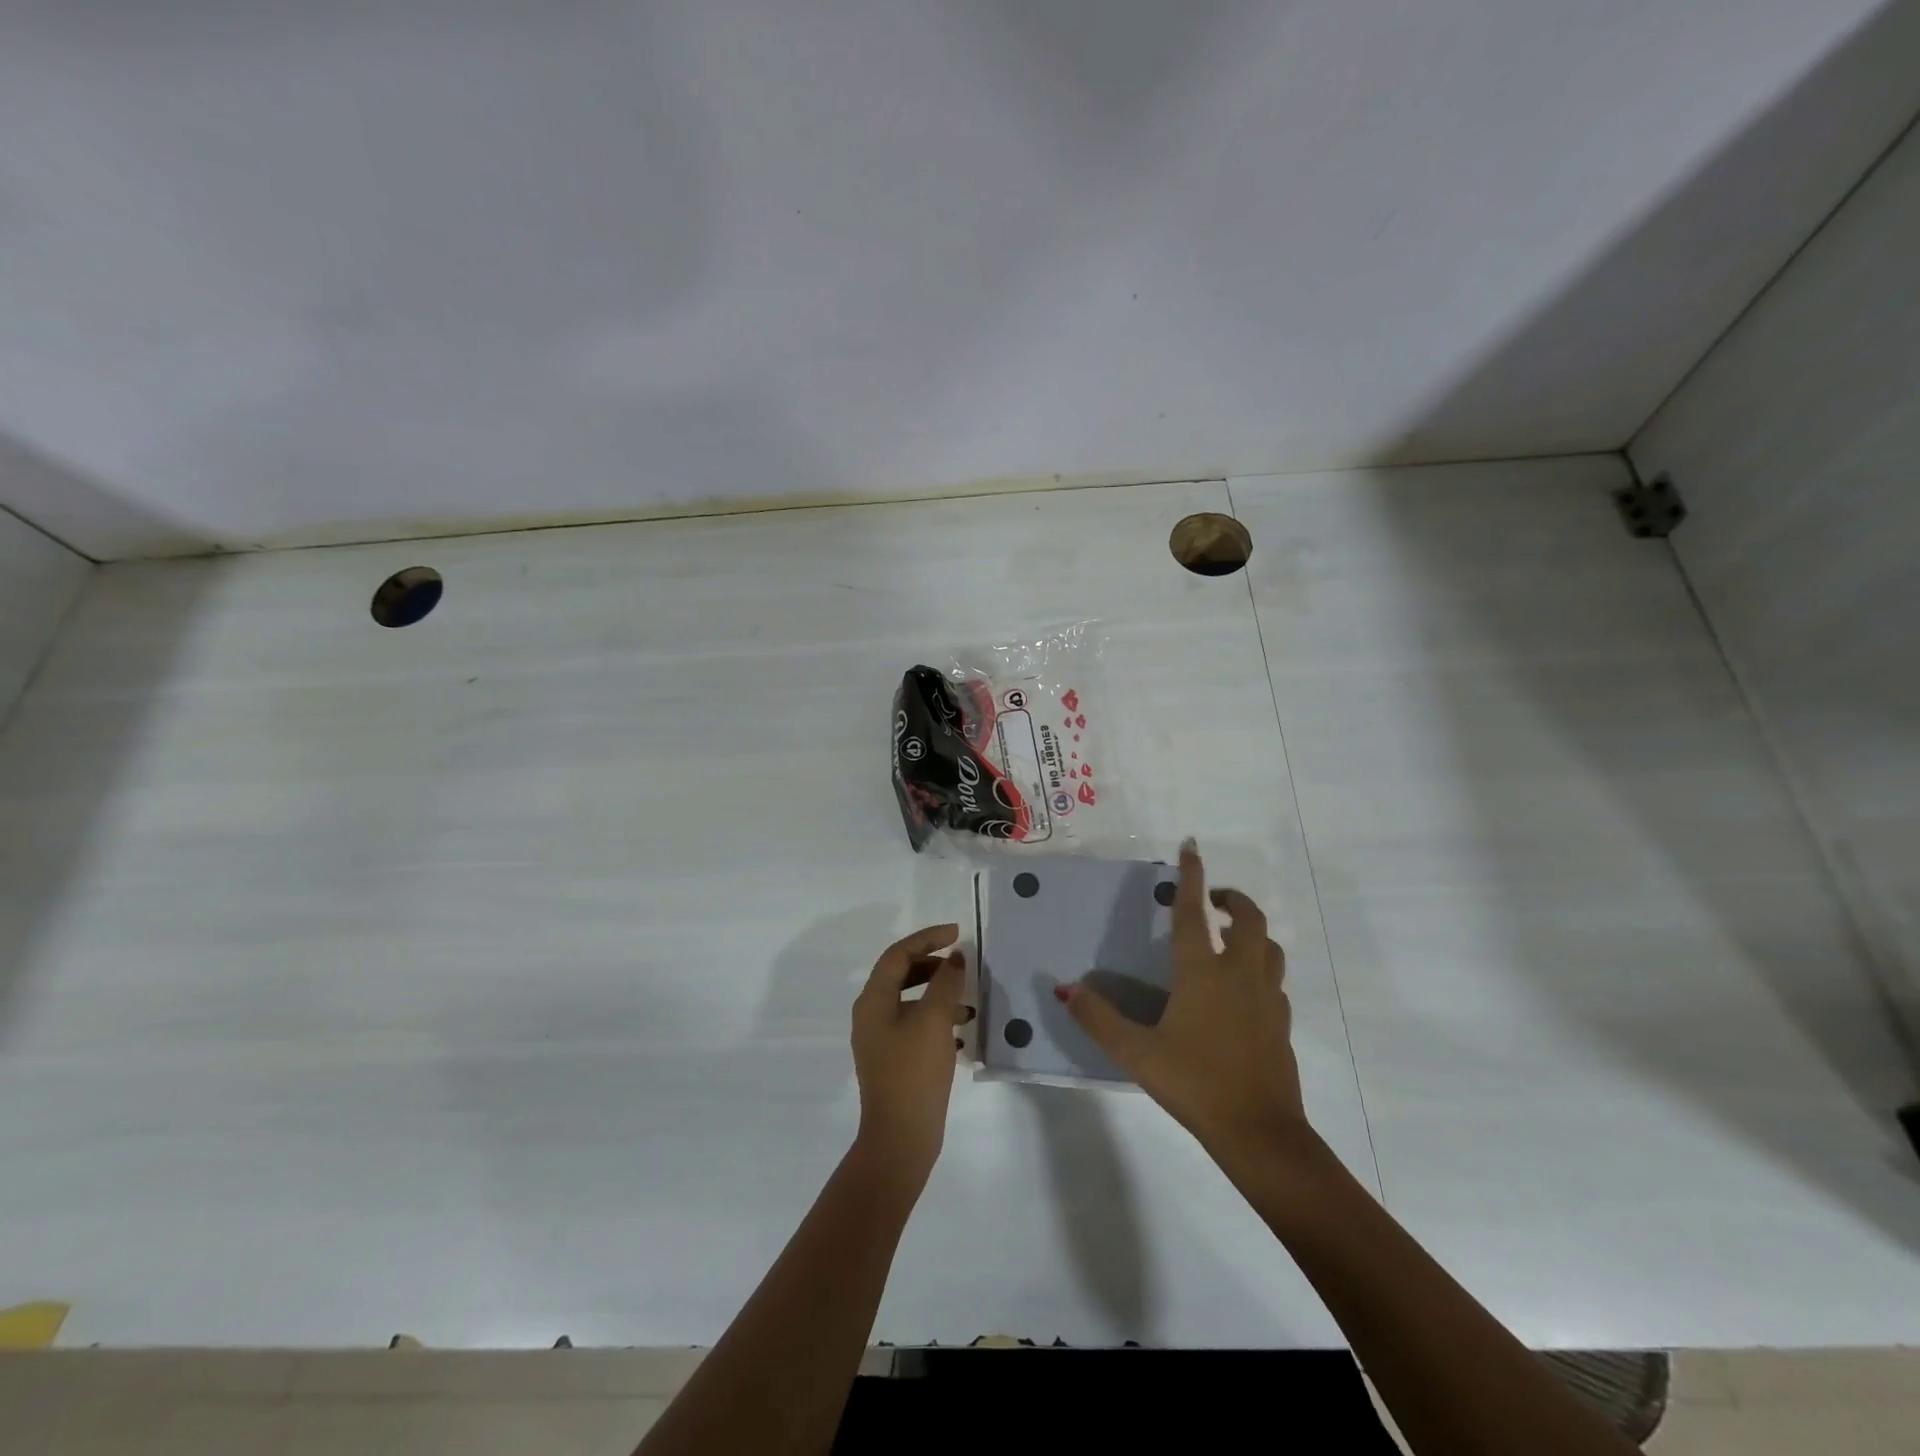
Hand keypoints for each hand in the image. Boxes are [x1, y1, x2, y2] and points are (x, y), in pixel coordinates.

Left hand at [850, 923, 968, 1185]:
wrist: (901, 1138)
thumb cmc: (914, 1072)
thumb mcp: (934, 1020)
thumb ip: (945, 983)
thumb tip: (954, 959)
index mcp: (873, 1000)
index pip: (898, 954)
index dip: (927, 938)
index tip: (957, 933)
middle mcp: (871, 1015)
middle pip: (901, 974)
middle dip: (932, 963)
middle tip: (961, 962)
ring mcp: (881, 1039)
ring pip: (910, 1000)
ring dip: (938, 991)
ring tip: (968, 997)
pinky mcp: (894, 1060)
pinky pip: (915, 1024)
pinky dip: (937, 1017)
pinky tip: (962, 1029)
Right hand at [1058, 841, 1307, 1160]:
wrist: (1260, 1132)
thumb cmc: (1195, 1083)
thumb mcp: (1137, 1054)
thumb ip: (1098, 1018)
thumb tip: (1065, 988)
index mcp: (1203, 974)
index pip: (1193, 914)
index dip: (1191, 877)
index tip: (1191, 846)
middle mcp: (1239, 975)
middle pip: (1248, 920)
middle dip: (1233, 900)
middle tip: (1212, 901)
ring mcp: (1267, 999)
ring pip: (1269, 947)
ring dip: (1251, 932)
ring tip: (1230, 939)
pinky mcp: (1282, 1024)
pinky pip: (1274, 981)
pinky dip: (1260, 969)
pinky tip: (1244, 989)